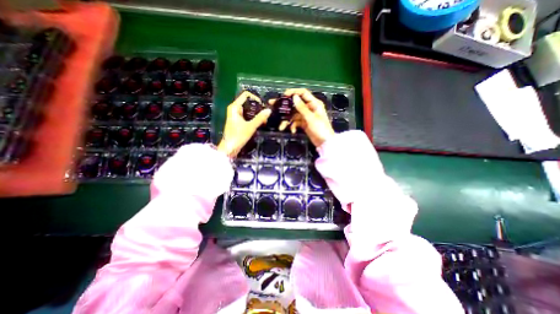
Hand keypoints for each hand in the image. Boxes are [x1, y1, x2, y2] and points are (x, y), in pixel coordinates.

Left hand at [217, 92, 272, 157]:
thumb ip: (260, 118)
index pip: (246, 95)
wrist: (230, 148)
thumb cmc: (238, 136)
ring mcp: (236, 115)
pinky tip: (260, 123)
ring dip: (257, 114)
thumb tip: (269, 110)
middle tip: (265, 114)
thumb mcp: (251, 126)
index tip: (263, 105)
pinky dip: (254, 118)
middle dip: (257, 107)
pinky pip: (247, 116)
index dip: (255, 98)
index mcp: (235, 107)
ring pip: (248, 110)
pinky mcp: (238, 121)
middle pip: (248, 102)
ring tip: (264, 119)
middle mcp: (235, 109)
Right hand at [278, 88, 333, 146]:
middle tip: (273, 104)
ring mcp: (305, 116)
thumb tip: (294, 97)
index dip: (293, 92)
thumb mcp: (311, 118)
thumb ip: (302, 108)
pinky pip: (295, 122)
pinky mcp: (303, 123)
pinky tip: (293, 131)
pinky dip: (293, 126)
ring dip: (287, 120)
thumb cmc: (321, 129)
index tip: (283, 95)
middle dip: (285, 106)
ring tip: (281, 127)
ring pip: (293, 115)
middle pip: (295, 104)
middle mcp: (309, 108)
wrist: (324, 143)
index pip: (303, 93)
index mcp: (314, 103)